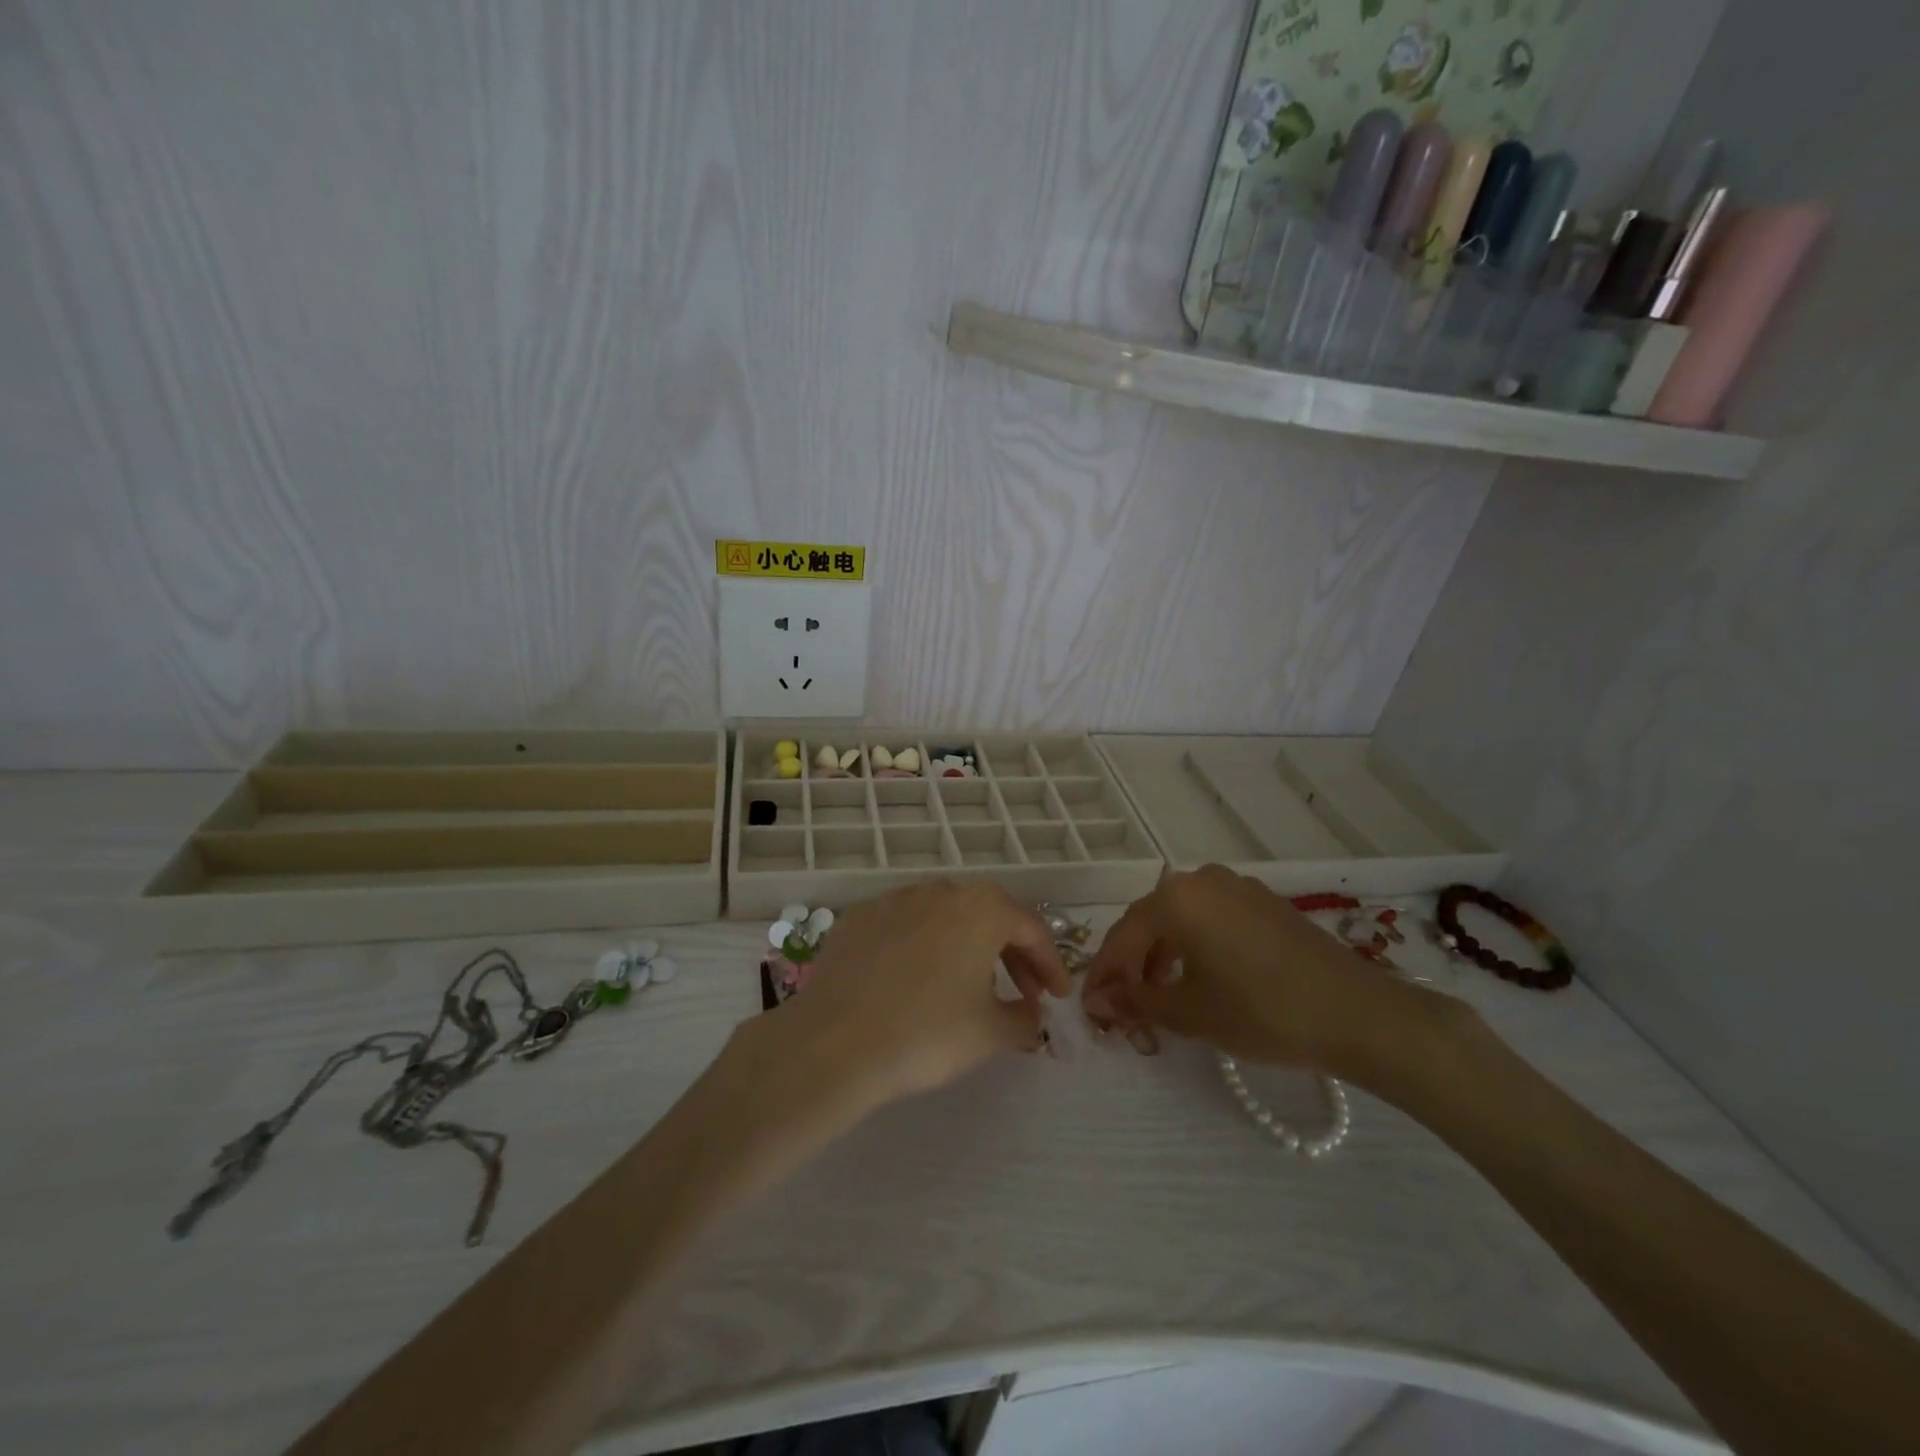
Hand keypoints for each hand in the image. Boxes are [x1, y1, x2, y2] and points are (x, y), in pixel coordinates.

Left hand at [765, 881, 1070, 1108]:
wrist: (834, 1043)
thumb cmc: (927, 1033)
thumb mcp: (991, 1033)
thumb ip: (1024, 1018)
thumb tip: (1030, 1011)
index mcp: (982, 908)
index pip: (1031, 929)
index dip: (1050, 964)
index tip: (1057, 996)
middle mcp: (940, 891)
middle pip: (989, 916)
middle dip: (1012, 953)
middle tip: (1024, 991)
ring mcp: (894, 899)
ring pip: (945, 917)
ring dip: (966, 946)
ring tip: (969, 985)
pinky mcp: (858, 918)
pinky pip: (904, 927)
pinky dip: (922, 948)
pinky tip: (915, 980)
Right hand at [1083, 866, 1445, 1081]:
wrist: (1359, 1014)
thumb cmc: (1262, 1012)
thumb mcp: (1189, 1013)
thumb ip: (1135, 1002)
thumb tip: (1096, 1002)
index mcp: (1176, 899)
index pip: (1122, 936)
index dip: (1103, 974)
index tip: (1091, 1008)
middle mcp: (1201, 879)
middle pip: (1149, 922)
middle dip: (1132, 965)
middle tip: (1124, 1006)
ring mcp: (1237, 886)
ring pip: (1181, 918)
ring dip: (1162, 954)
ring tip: (1161, 996)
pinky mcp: (1264, 901)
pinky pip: (1212, 917)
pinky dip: (1195, 945)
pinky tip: (1201, 977)